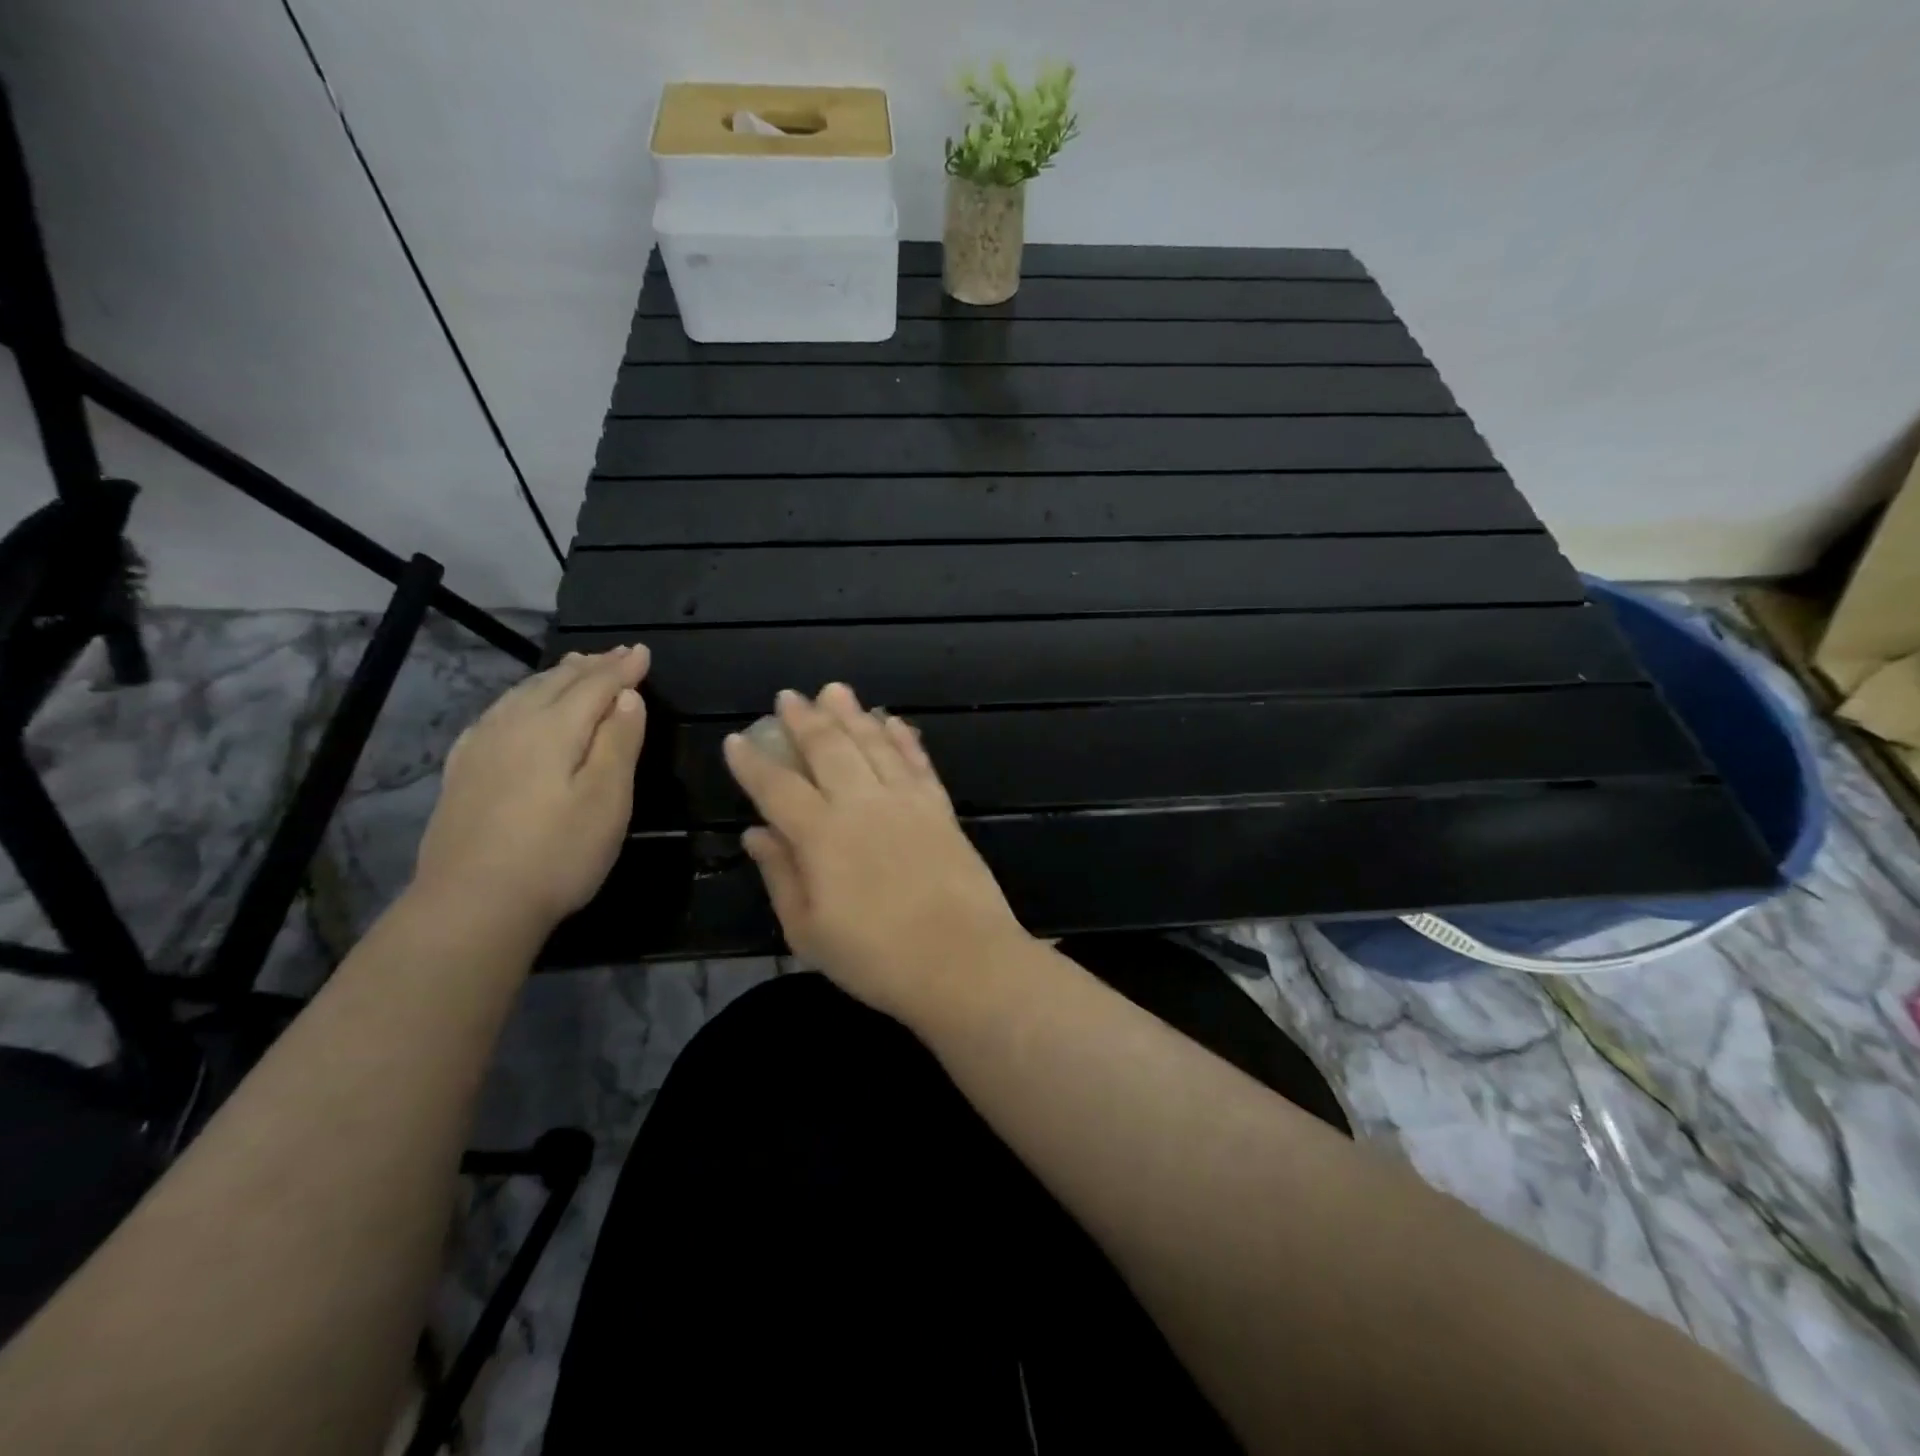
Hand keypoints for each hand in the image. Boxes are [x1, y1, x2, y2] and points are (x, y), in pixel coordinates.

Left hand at [412, 646, 648, 935]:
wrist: (472, 905)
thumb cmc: (557, 853)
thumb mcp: (607, 799)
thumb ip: (618, 743)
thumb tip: (627, 697)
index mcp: (553, 729)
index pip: (594, 686)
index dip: (622, 669)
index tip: (643, 652)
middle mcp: (513, 726)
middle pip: (556, 683)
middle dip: (590, 666)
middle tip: (616, 653)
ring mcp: (481, 748)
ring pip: (523, 694)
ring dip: (555, 677)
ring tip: (575, 666)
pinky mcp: (463, 771)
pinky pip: (497, 714)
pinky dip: (521, 698)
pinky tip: (518, 706)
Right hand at [723, 683, 1030, 1021]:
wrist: (962, 962)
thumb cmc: (876, 958)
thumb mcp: (809, 932)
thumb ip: (781, 876)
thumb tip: (755, 833)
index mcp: (821, 835)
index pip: (777, 787)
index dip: (753, 762)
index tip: (736, 739)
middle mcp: (861, 804)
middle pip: (828, 749)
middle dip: (804, 720)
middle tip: (788, 696)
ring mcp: (905, 801)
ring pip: (873, 744)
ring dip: (852, 715)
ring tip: (834, 691)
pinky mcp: (940, 807)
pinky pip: (917, 761)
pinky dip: (903, 738)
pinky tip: (892, 722)